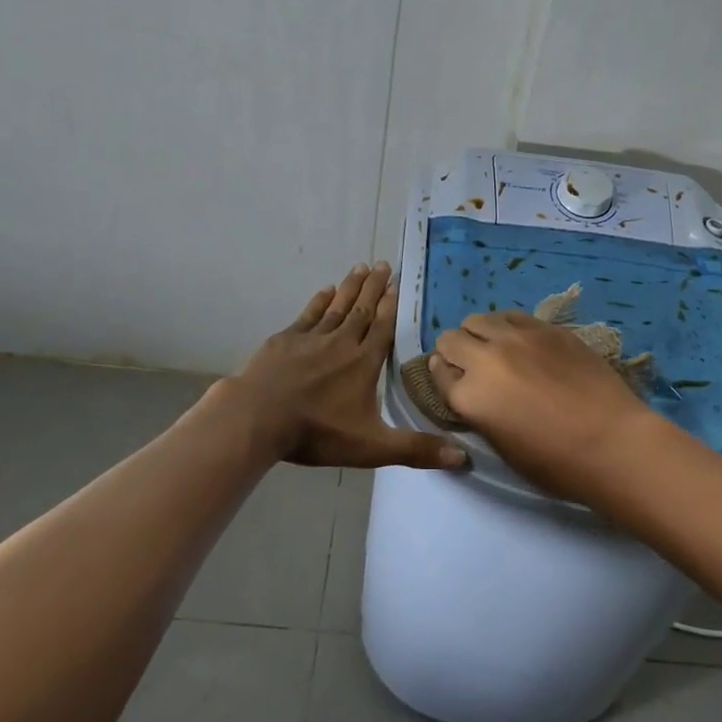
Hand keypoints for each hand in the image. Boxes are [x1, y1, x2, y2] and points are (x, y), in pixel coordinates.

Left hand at [226, 262, 466, 470]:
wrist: (258, 418)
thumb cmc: (317, 432)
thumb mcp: (372, 446)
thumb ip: (415, 449)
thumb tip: (463, 457)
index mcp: (364, 363)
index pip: (383, 328)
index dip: (391, 306)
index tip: (397, 283)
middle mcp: (341, 343)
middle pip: (362, 310)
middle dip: (374, 287)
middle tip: (383, 264)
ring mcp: (311, 339)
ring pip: (337, 307)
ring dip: (350, 287)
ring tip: (361, 267)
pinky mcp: (285, 340)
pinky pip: (308, 315)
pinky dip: (319, 301)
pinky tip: (325, 290)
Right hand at [429, 311, 667, 497]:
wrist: (612, 442)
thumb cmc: (556, 462)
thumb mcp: (501, 445)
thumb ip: (478, 411)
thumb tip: (471, 390)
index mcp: (470, 396)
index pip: (437, 373)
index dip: (443, 377)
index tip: (454, 382)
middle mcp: (486, 358)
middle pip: (451, 338)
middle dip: (455, 352)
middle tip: (474, 368)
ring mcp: (518, 338)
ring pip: (480, 319)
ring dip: (480, 334)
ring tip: (498, 351)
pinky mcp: (547, 328)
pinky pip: (513, 316)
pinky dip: (508, 328)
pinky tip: (524, 344)